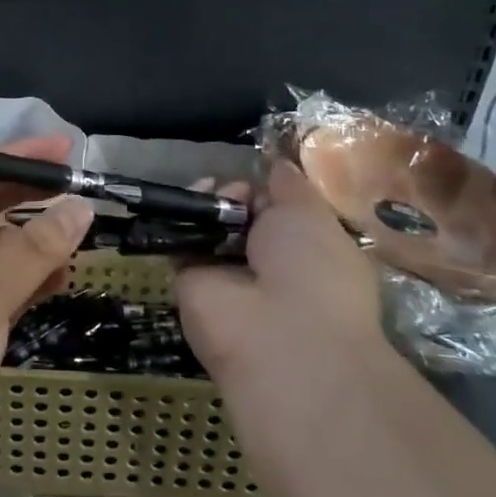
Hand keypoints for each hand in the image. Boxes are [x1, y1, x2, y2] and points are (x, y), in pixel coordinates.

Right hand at [177, 159, 387, 403]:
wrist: (279, 333)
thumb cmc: (314, 269)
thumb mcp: (311, 213)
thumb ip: (289, 186)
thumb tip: (277, 164)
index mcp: (307, 253)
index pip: (279, 212)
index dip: (269, 190)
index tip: (261, 175)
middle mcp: (266, 265)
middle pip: (240, 216)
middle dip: (236, 193)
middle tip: (234, 188)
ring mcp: (226, 276)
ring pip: (209, 225)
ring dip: (208, 202)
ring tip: (212, 192)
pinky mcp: (190, 282)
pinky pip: (181, 241)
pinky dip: (181, 218)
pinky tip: (190, 202)